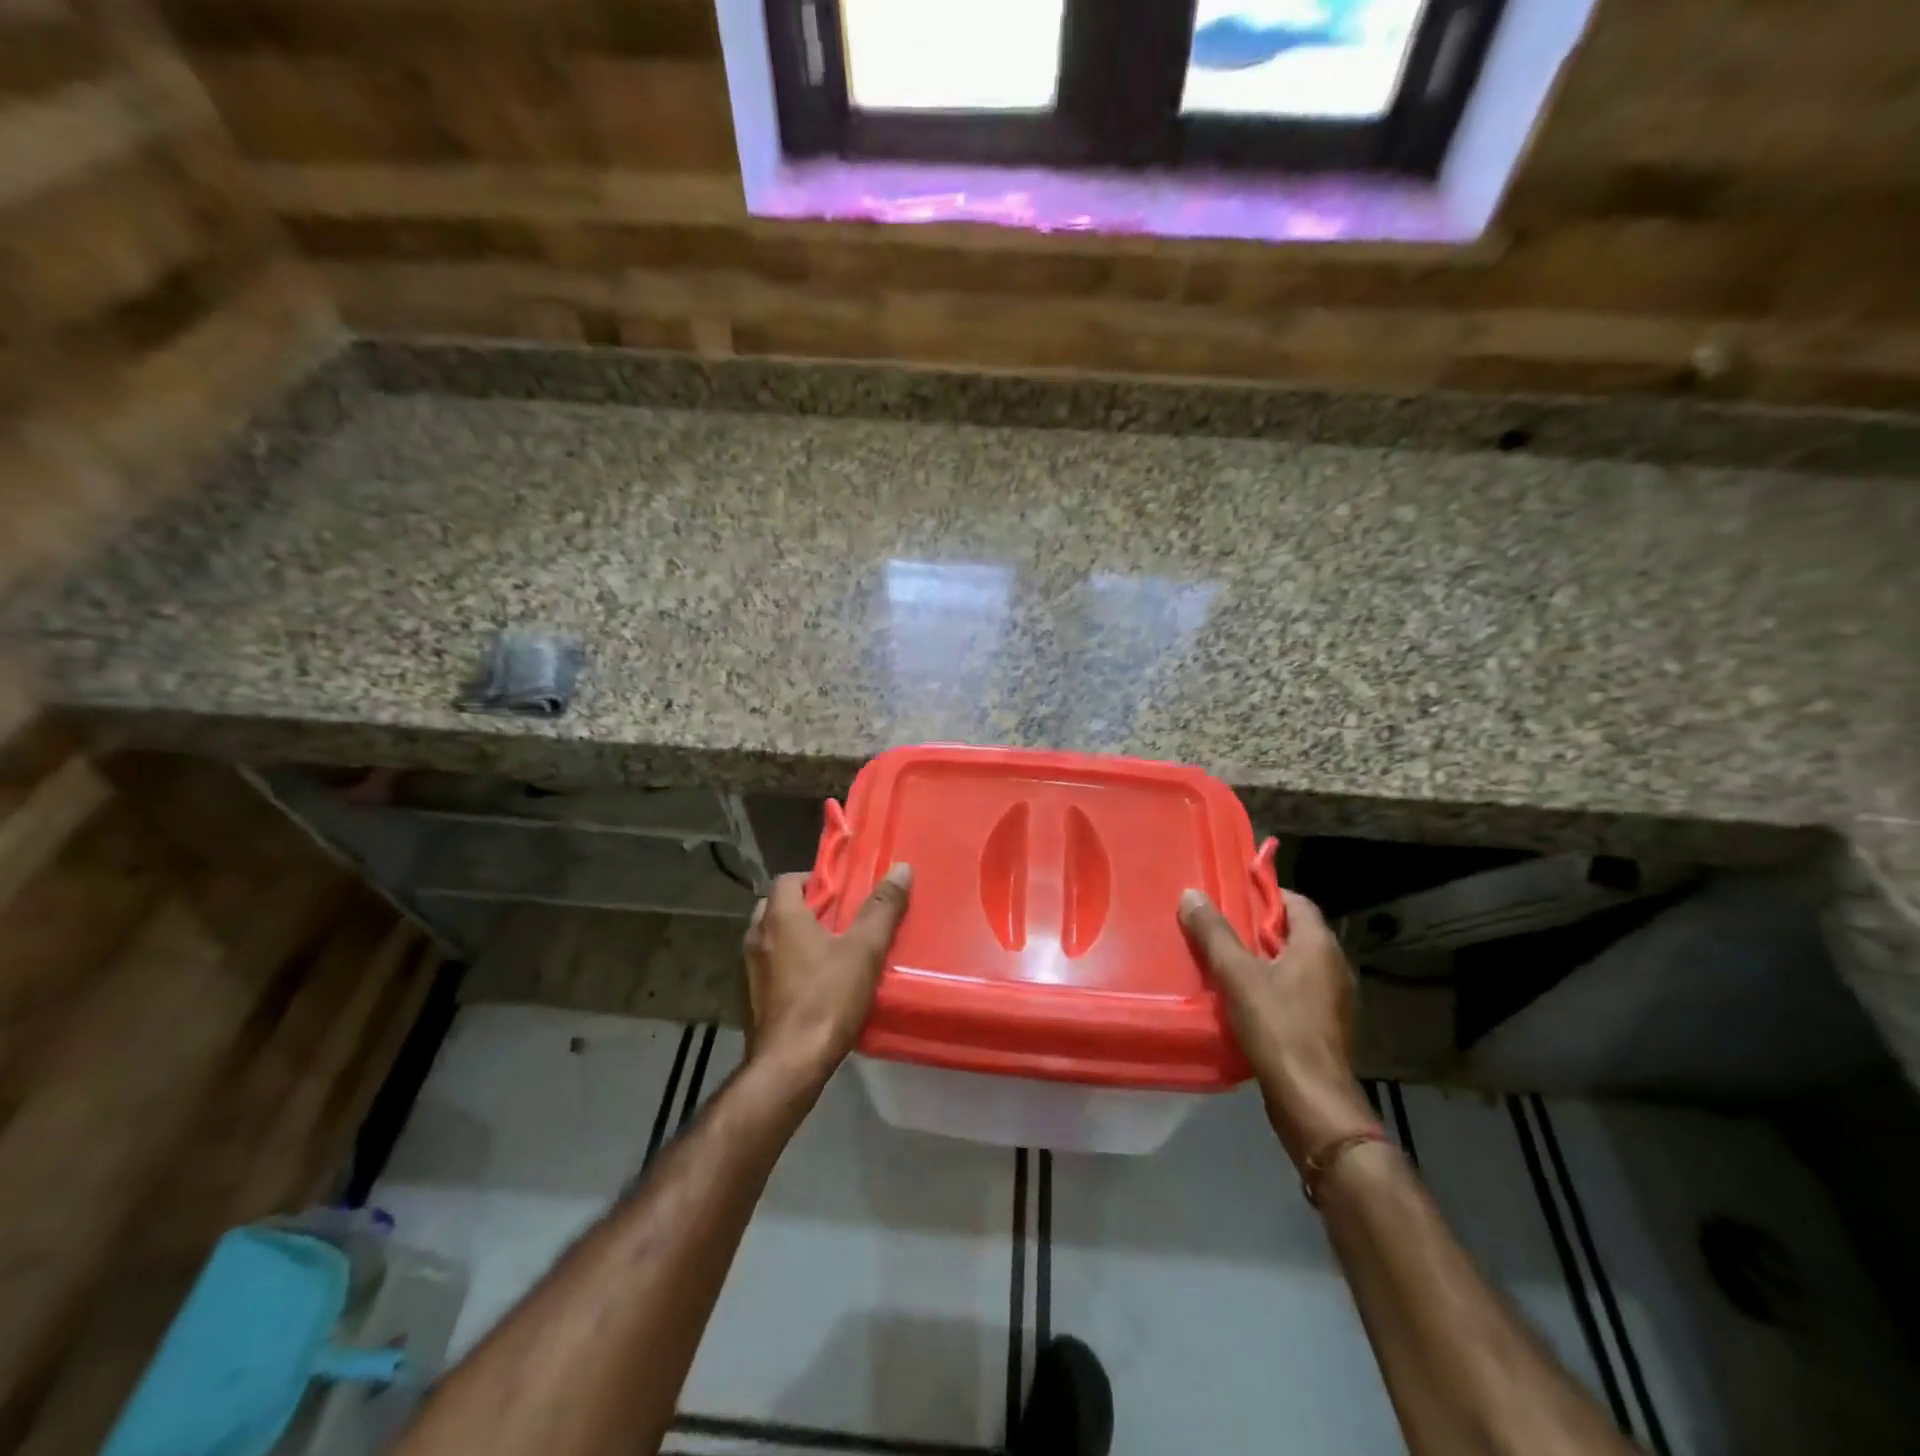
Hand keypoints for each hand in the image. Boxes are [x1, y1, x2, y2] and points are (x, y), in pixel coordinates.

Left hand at [743, 864, 912, 1091]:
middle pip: (775, 907)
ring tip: (828, 951)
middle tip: (838, 919)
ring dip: (793, 938)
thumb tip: (902, 869)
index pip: (788, 879)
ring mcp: (747, 970)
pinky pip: (767, 967)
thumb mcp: (864, 951)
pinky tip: (812, 984)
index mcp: (779, 917)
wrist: (788, 1065)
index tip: (842, 892)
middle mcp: (755, 937)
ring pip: (770, 938)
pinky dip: (785, 965)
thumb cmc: (826, 999)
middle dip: (804, 908)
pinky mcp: (747, 999)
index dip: (815, 880)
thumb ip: (882, 908)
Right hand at [1179, 886, 1374, 1167]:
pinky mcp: (1326, 1028)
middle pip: (1294, 933)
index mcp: (1319, 946)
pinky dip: (1272, 987)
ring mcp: (1334, 1000)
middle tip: (1218, 927)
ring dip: (1263, 960)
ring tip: (1223, 961)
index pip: (1296, 902)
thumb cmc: (1278, 1028)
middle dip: (1257, 928)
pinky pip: (1297, 992)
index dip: (1265, 895)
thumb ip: (1214, 934)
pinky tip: (1243, 999)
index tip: (1231, 895)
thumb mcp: (1237, 976)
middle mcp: (1334, 967)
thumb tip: (1192, 894)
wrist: (1312, 1103)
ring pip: (1294, 965)